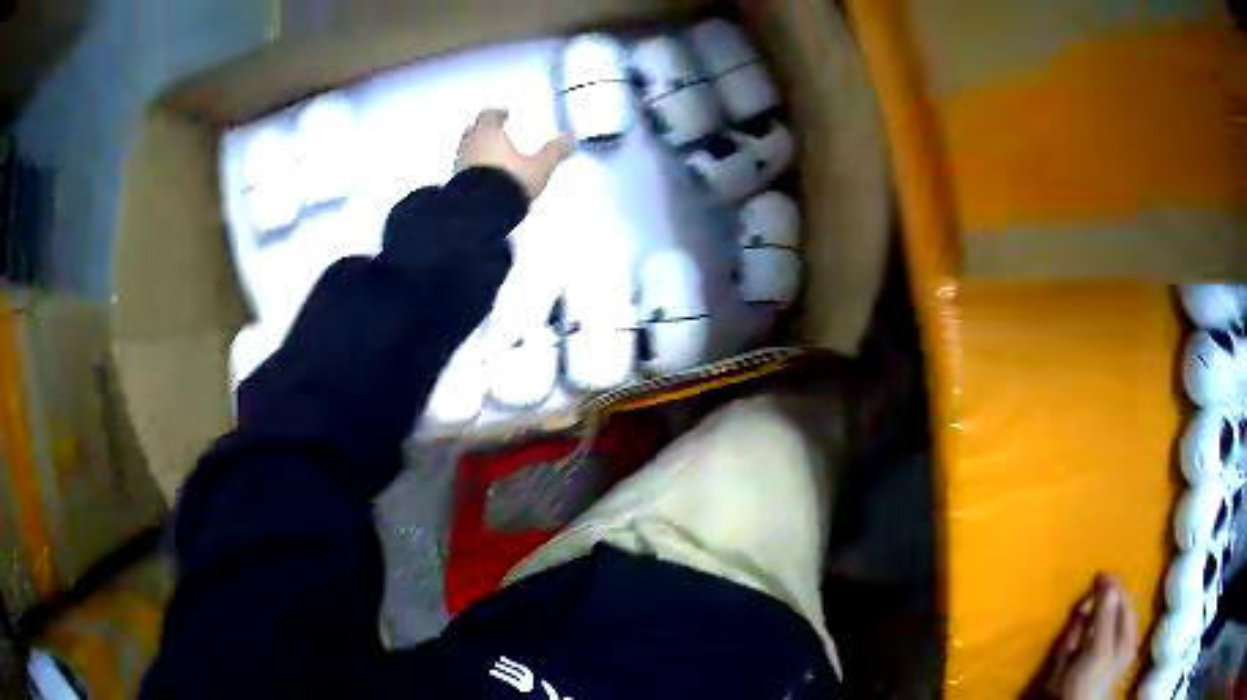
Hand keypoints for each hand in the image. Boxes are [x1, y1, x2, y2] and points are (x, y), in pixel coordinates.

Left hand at [456, 109, 573, 199]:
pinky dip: (473, 172)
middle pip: (472, 131)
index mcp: (488, 133)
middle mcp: (469, 146)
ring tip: (492, 159)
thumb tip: (569, 138)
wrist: (481, 212)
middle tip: (495, 135)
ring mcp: (459, 167)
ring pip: (466, 152)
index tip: (503, 115)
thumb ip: (554, 150)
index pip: (489, 115)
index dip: (497, 114)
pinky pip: (464, 173)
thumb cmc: (509, 180)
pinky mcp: (455, 187)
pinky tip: (485, 180)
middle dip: (484, 132)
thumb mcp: (540, 166)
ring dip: (477, 152)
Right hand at [1047, 574, 1137, 699]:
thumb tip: (1109, 577)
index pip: (1123, 601)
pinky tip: (1062, 655)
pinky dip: (1065, 648)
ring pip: (1084, 632)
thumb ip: (1106, 614)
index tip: (1094, 582)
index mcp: (1126, 636)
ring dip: (1074, 634)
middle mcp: (1113, 643)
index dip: (1110, 591)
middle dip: (1088, 616)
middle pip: (1102, 616)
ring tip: (1068, 645)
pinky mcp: (1075, 669)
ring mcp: (1094, 657)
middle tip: (1077, 621)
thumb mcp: (1100, 647)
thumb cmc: (1090, 681)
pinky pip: (1071, 649)